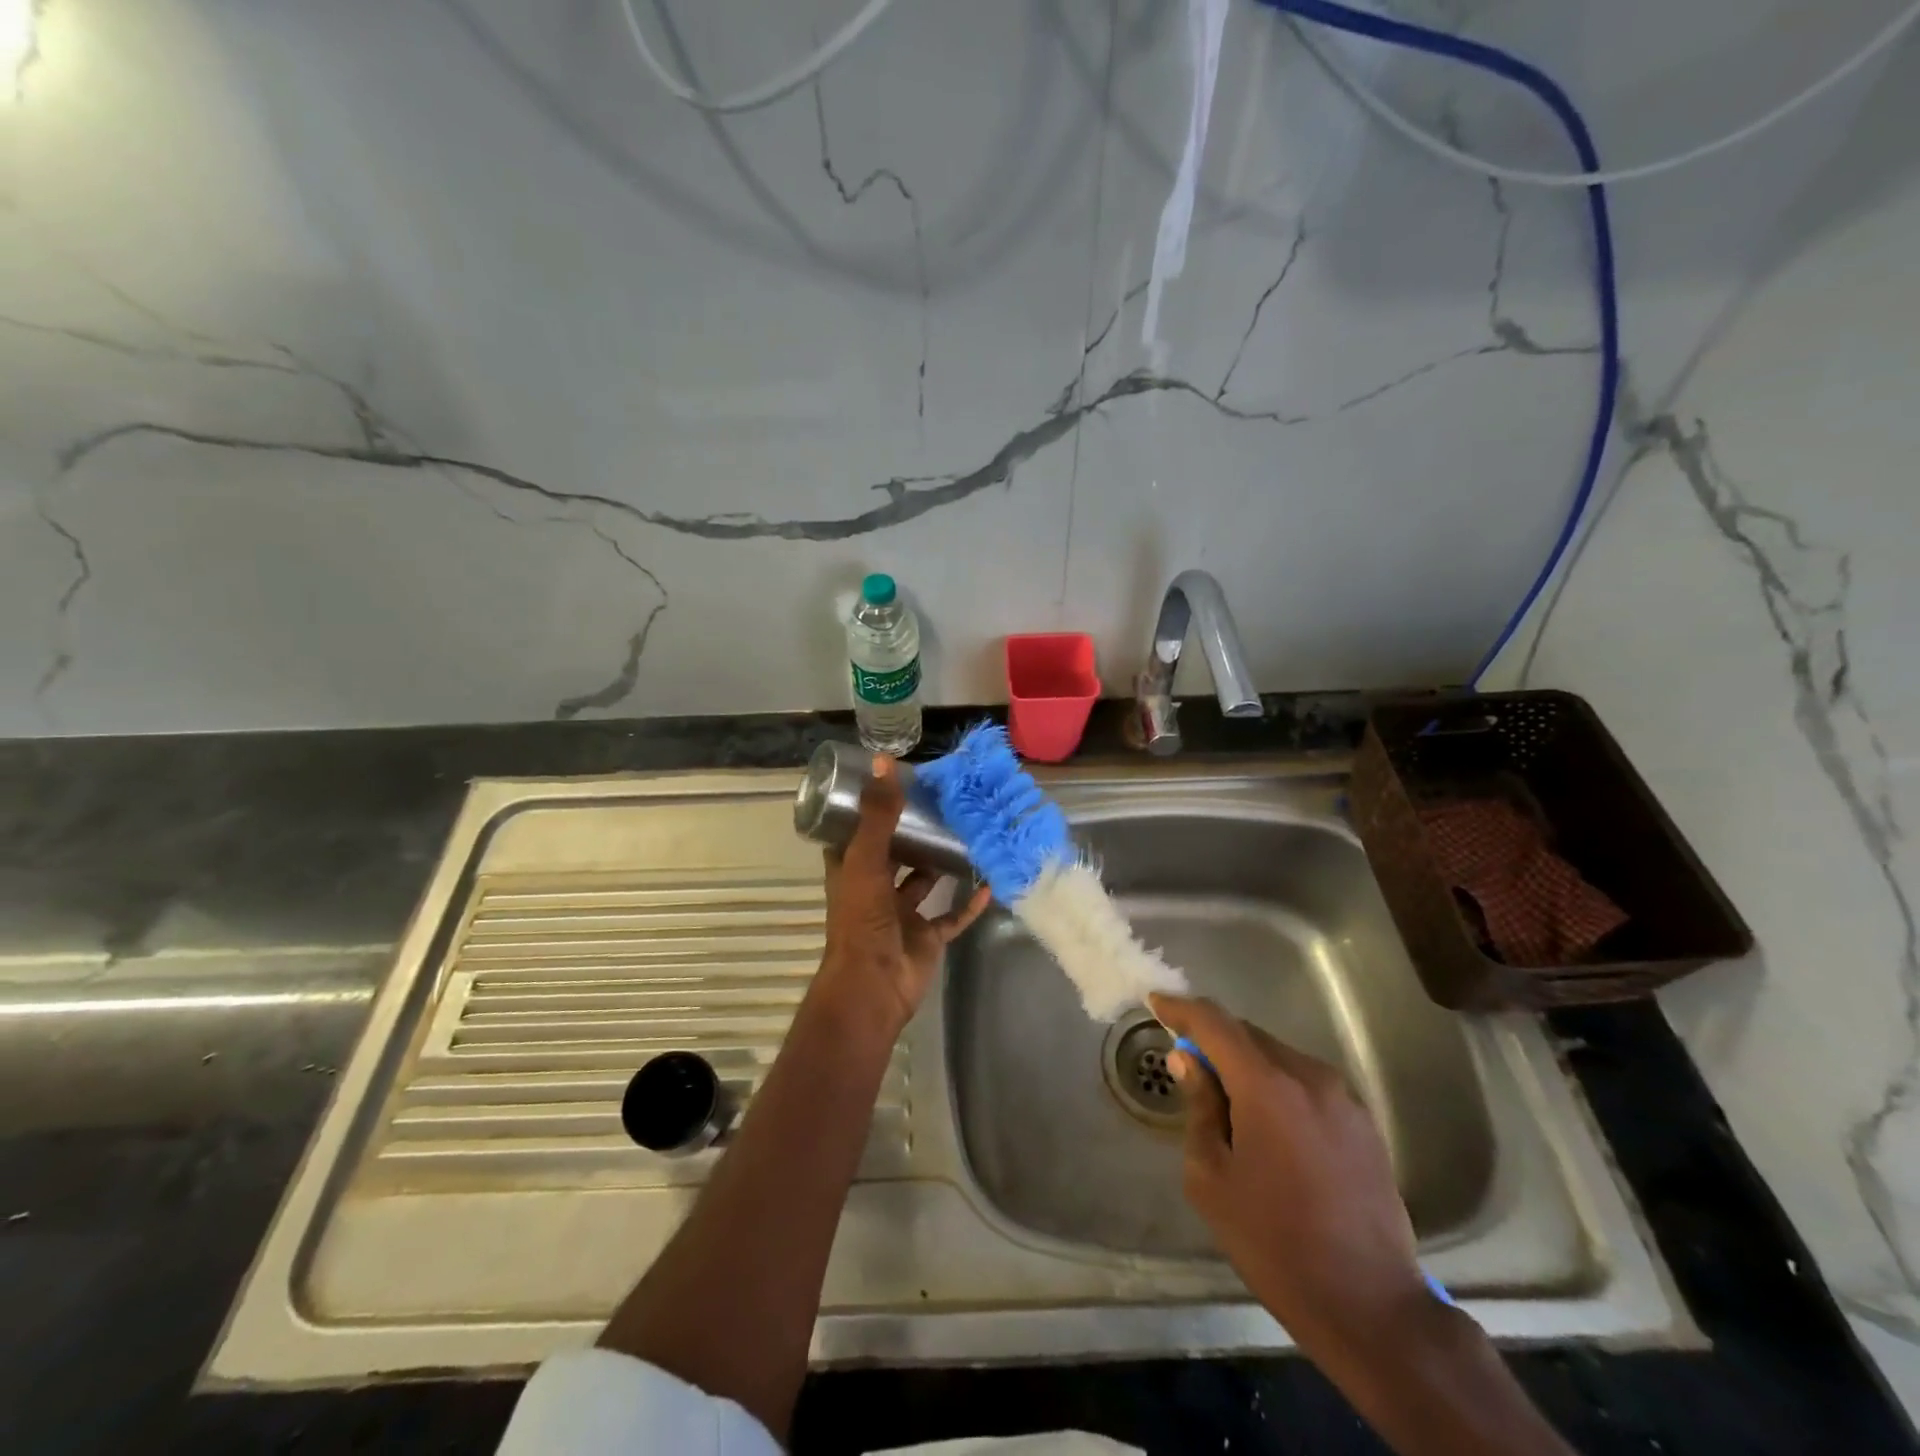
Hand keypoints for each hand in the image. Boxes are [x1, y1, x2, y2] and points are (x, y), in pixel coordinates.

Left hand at [820, 755, 991, 1035]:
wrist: (875, 985)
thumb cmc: (862, 919)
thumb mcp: (866, 859)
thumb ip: (878, 814)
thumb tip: (884, 761)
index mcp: (851, 871)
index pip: (855, 833)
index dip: (869, 810)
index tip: (892, 785)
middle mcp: (874, 889)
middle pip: (894, 855)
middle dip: (913, 834)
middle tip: (939, 804)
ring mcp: (902, 915)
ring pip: (923, 882)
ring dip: (940, 864)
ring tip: (964, 833)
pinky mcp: (927, 937)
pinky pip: (952, 915)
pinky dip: (969, 902)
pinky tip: (988, 882)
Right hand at [1150, 993, 1433, 1359]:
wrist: (1370, 1307)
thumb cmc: (1274, 1243)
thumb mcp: (1212, 1179)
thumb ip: (1199, 1108)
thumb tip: (1187, 1061)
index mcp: (1268, 1086)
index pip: (1215, 1023)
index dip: (1181, 1009)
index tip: (1156, 1003)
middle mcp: (1309, 1077)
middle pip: (1249, 1036)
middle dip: (1214, 1042)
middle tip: (1189, 1068)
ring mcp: (1343, 1099)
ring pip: (1280, 1057)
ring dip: (1248, 1066)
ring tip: (1230, 1108)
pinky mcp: (1364, 1123)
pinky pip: (1307, 1084)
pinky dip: (1278, 1087)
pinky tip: (1271, 1129)